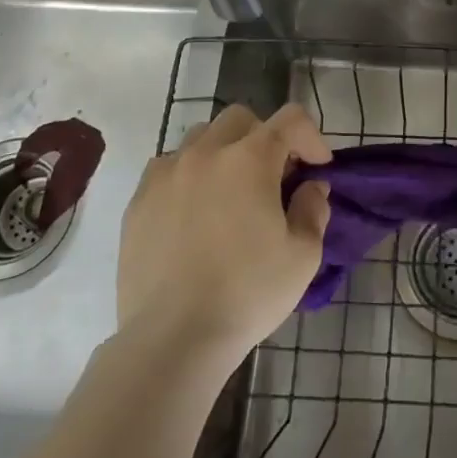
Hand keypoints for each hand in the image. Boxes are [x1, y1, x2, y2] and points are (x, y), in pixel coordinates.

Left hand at [117, 103, 332, 365]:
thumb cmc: (248, 293)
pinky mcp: (138, 201)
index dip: (311, 136)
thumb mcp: (303, 256)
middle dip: (265, 138)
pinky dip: (189, 175)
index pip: (290, 119)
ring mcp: (166, 174)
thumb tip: (310, 187)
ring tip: (231, 193)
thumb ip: (313, 209)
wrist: (173, 338)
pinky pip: (168, 167)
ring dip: (224, 152)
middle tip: (274, 178)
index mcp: (250, 159)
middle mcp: (206, 153)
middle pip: (241, 119)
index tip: (318, 168)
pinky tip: (194, 212)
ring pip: (201, 138)